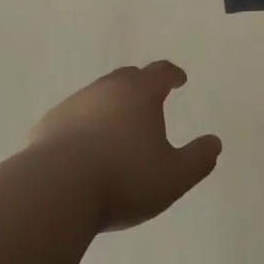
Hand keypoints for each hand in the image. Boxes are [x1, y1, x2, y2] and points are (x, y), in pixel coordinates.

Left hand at [28, 62, 221, 231]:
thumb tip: (215, 143)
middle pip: (128, 77)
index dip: (172, 75)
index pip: (161, 72)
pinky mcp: (49, 124)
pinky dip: (84, 126)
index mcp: (140, 93)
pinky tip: (84, 148)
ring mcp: (74, 104)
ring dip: (111, 106)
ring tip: (117, 128)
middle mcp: (107, 88)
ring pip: (98, 96)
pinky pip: (73, 118)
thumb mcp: (174, 177)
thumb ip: (199, 159)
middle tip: (150, 100)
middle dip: (141, 85)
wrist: (55, 190)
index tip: (179, 79)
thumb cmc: (123, 179)